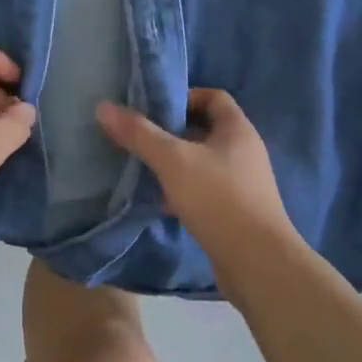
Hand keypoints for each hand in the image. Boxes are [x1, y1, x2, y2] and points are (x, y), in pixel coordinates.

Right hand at [96, 89, 294, 248]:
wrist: (259, 265)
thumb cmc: (218, 199)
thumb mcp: (172, 160)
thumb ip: (138, 133)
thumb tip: (103, 107)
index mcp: (237, 130)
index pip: (213, 96)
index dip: (184, 97)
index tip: (155, 109)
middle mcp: (244, 151)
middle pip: (204, 128)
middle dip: (171, 132)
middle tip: (141, 137)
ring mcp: (243, 183)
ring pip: (202, 161)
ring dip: (175, 163)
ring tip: (144, 168)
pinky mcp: (237, 211)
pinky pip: (205, 189)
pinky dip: (183, 189)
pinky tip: (161, 202)